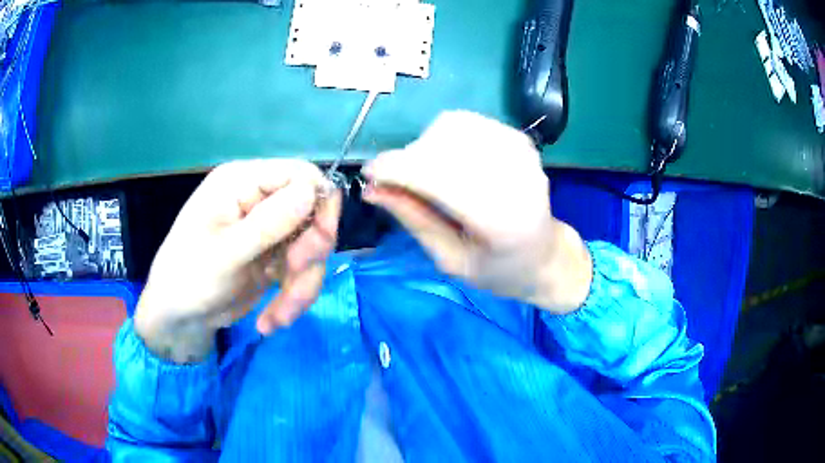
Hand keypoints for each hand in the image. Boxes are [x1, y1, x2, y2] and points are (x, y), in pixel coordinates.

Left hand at [134, 159, 340, 362]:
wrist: (179, 319)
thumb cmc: (189, 278)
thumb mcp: (226, 254)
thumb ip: (268, 223)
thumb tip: (312, 190)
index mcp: (242, 183)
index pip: (300, 175)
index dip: (319, 204)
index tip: (318, 244)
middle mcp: (259, 199)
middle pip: (312, 213)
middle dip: (309, 253)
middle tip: (293, 278)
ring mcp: (269, 230)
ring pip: (311, 249)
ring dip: (301, 285)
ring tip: (278, 317)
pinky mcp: (274, 258)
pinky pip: (302, 272)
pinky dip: (294, 296)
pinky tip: (273, 319)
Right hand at [362, 111, 590, 312]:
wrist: (545, 256)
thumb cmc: (499, 270)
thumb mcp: (451, 261)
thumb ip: (413, 220)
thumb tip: (371, 188)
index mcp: (501, 221)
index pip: (439, 178)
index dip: (397, 170)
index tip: (369, 174)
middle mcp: (516, 177)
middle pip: (443, 145)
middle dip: (408, 159)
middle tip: (397, 182)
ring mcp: (521, 152)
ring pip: (452, 126)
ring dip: (425, 145)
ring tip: (426, 174)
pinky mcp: (519, 138)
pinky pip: (467, 122)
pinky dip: (445, 136)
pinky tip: (448, 161)